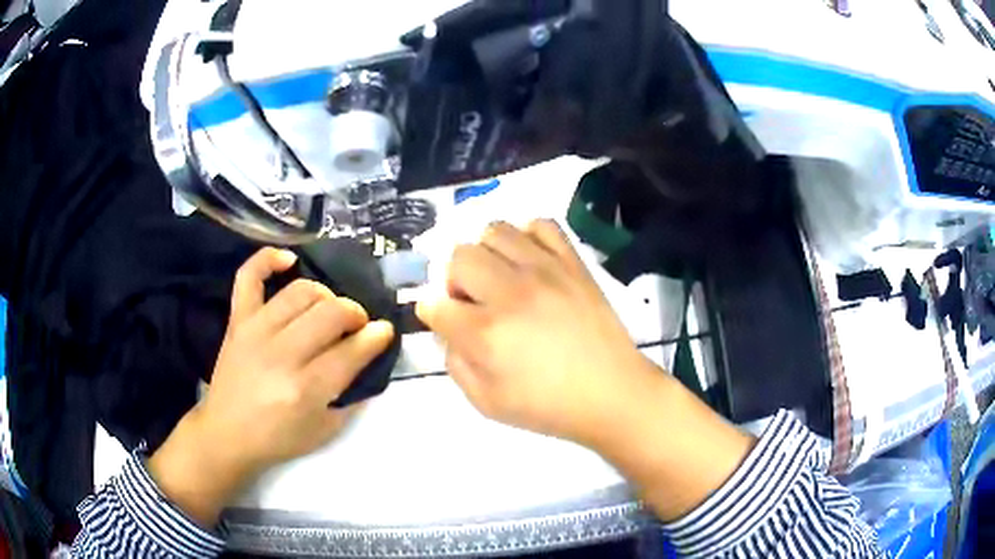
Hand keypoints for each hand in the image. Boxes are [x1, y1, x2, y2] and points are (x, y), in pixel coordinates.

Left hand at [149, 248, 394, 526]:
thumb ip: (351, 395)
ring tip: (329, 308)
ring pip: (301, 292)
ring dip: (326, 295)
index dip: (375, 337)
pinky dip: (268, 259)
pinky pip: (249, 276)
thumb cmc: (278, 438)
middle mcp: (281, 354)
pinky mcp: (237, 320)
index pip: (351, 351)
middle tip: (358, 325)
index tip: (385, 331)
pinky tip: (289, 260)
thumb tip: (368, 357)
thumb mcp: (324, 430)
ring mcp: (255, 331)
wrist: (227, 434)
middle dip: (355, 314)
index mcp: (305, 390)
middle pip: (330, 314)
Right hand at [418, 223, 754, 521]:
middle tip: (473, 302)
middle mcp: (511, 292)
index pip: (435, 305)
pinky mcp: (572, 262)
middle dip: (454, 280)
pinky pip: (541, 225)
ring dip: (486, 253)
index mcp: (486, 333)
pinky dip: (527, 237)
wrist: (612, 394)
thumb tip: (448, 327)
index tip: (443, 320)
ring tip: (500, 278)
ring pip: (494, 231)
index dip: (432, 313)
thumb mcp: (486, 403)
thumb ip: (455, 363)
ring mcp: (545, 270)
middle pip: (459, 256)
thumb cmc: (548, 406)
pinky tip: (530, 263)